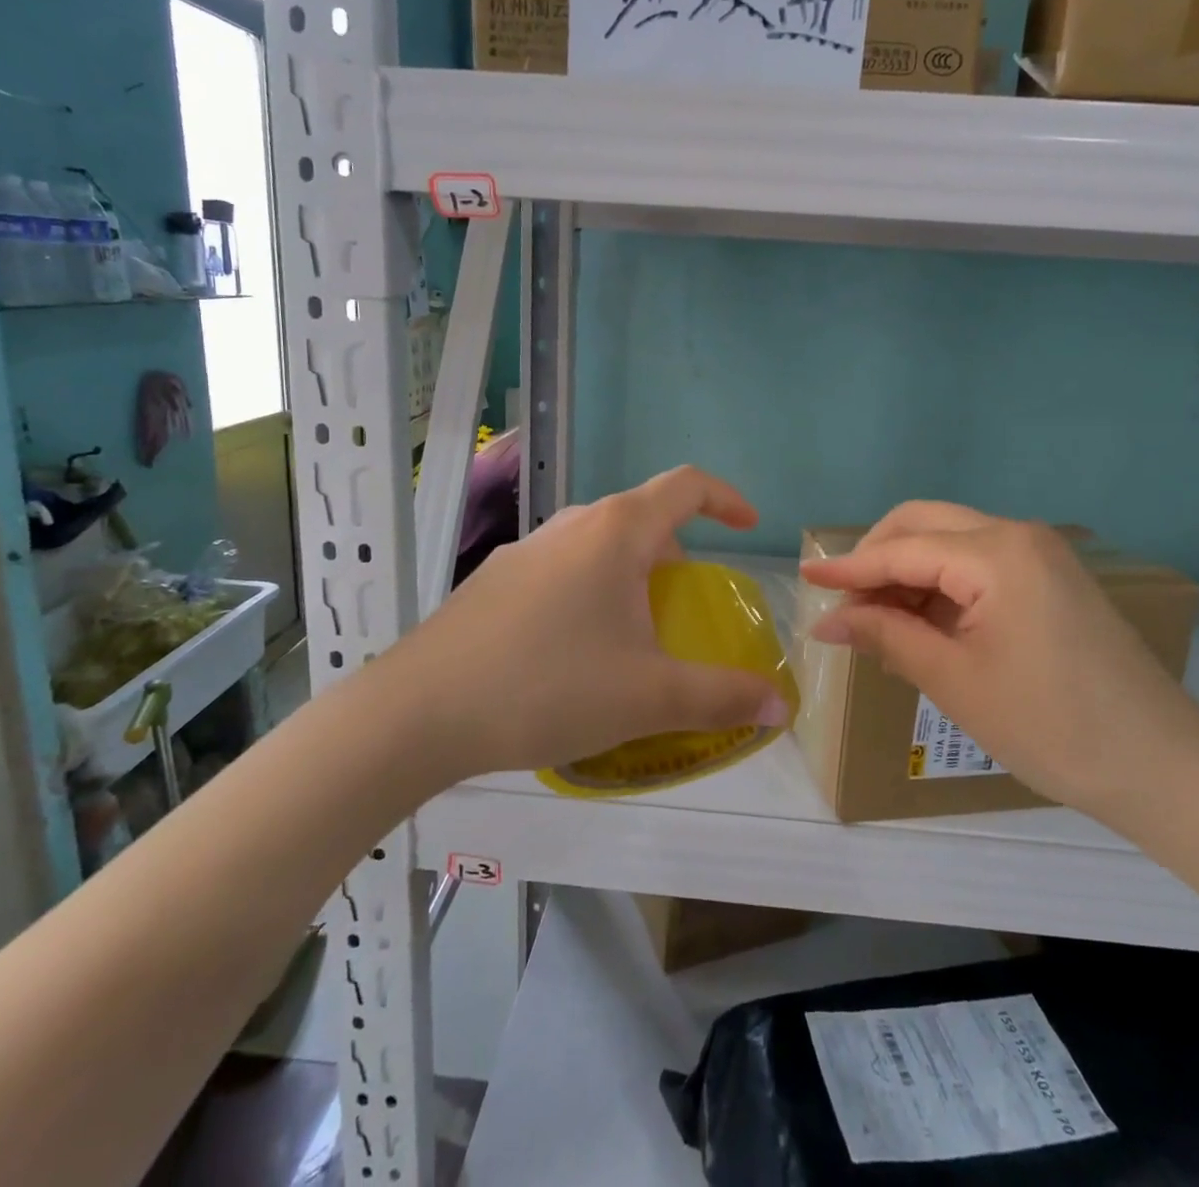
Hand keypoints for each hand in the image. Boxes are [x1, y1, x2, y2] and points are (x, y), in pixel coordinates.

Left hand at [392, 466, 790, 779]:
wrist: (419, 711)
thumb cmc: (548, 687)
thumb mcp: (648, 698)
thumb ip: (721, 698)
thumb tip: (779, 705)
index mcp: (615, 532)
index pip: (686, 486)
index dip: (726, 498)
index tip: (748, 528)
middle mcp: (570, 526)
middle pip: (641, 517)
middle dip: (676, 552)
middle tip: (686, 602)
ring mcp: (525, 550)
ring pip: (597, 545)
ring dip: (630, 574)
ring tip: (633, 633)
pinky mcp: (494, 580)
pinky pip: (561, 570)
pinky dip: (589, 592)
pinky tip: (572, 653)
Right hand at [800, 501, 1198, 815]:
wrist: (1163, 769)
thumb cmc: (1051, 726)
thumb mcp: (954, 681)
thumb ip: (885, 636)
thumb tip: (826, 621)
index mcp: (997, 554)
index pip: (901, 550)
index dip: (848, 568)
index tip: (804, 581)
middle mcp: (1019, 536)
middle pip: (924, 523)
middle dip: (877, 556)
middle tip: (845, 601)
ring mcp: (1040, 555)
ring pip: (949, 542)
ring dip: (907, 572)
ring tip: (877, 622)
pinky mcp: (1051, 579)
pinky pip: (977, 565)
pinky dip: (940, 586)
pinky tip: (920, 625)